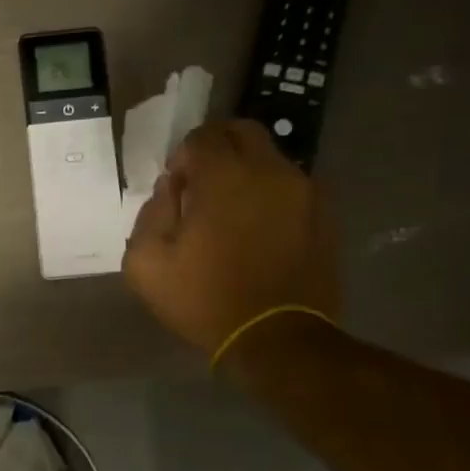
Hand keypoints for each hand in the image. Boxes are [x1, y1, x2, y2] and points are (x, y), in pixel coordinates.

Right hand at [122, 120, 340, 362]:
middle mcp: (270, 171)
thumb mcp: (145, 263)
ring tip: (229, 214)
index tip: (175, 189)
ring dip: (245, 173)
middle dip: (216, 149)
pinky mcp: (324, 215)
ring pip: (270, 159)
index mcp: (224, 177)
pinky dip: (269, 196)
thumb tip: (170, 190)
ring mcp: (304, 191)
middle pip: (242, 132)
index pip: (202, 136)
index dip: (182, 157)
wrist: (276, 338)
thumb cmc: (203, 299)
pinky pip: (291, 187)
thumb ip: (150, 214)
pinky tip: (256, 231)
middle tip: (201, 186)